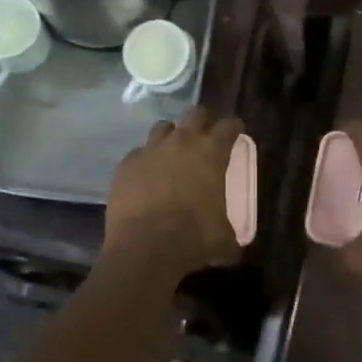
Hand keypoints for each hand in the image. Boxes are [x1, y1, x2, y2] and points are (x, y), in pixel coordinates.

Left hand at [103, 106, 243, 280]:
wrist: (144, 247)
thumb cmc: (193, 237)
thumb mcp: (223, 238)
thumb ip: (230, 232)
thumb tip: (233, 244)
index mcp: (211, 152)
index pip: (229, 125)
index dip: (234, 127)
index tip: (235, 133)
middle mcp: (182, 141)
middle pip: (195, 113)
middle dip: (202, 121)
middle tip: (205, 137)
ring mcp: (151, 149)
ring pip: (163, 128)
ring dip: (171, 137)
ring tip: (172, 153)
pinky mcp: (126, 164)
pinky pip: (138, 153)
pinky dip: (145, 161)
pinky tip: (145, 177)